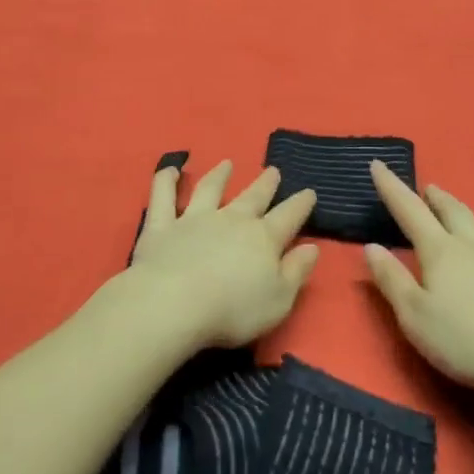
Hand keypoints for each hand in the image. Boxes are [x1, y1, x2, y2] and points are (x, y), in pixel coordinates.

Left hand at [126, 160, 319, 348]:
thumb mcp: (278, 300)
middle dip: (265, 184)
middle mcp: (231, 220)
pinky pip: (163, 196)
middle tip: (273, 170)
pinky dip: (165, 181)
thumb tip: (312, 247)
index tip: (309, 192)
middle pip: (253, 197)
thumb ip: (296, 272)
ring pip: (209, 189)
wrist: (173, 303)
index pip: (289, 216)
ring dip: (219, 175)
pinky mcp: (161, 226)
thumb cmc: (232, 310)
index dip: (301, 204)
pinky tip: (169, 170)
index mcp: (263, 238)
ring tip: (226, 164)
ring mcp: (194, 219)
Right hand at [361, 160, 473, 405]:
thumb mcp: (411, 314)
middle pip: (454, 212)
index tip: (378, 164)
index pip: (410, 211)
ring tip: (470, 218)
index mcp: (440, 252)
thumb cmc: (460, 341)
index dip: (392, 187)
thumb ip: (390, 278)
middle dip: (437, 198)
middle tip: (427, 190)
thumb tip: (372, 246)